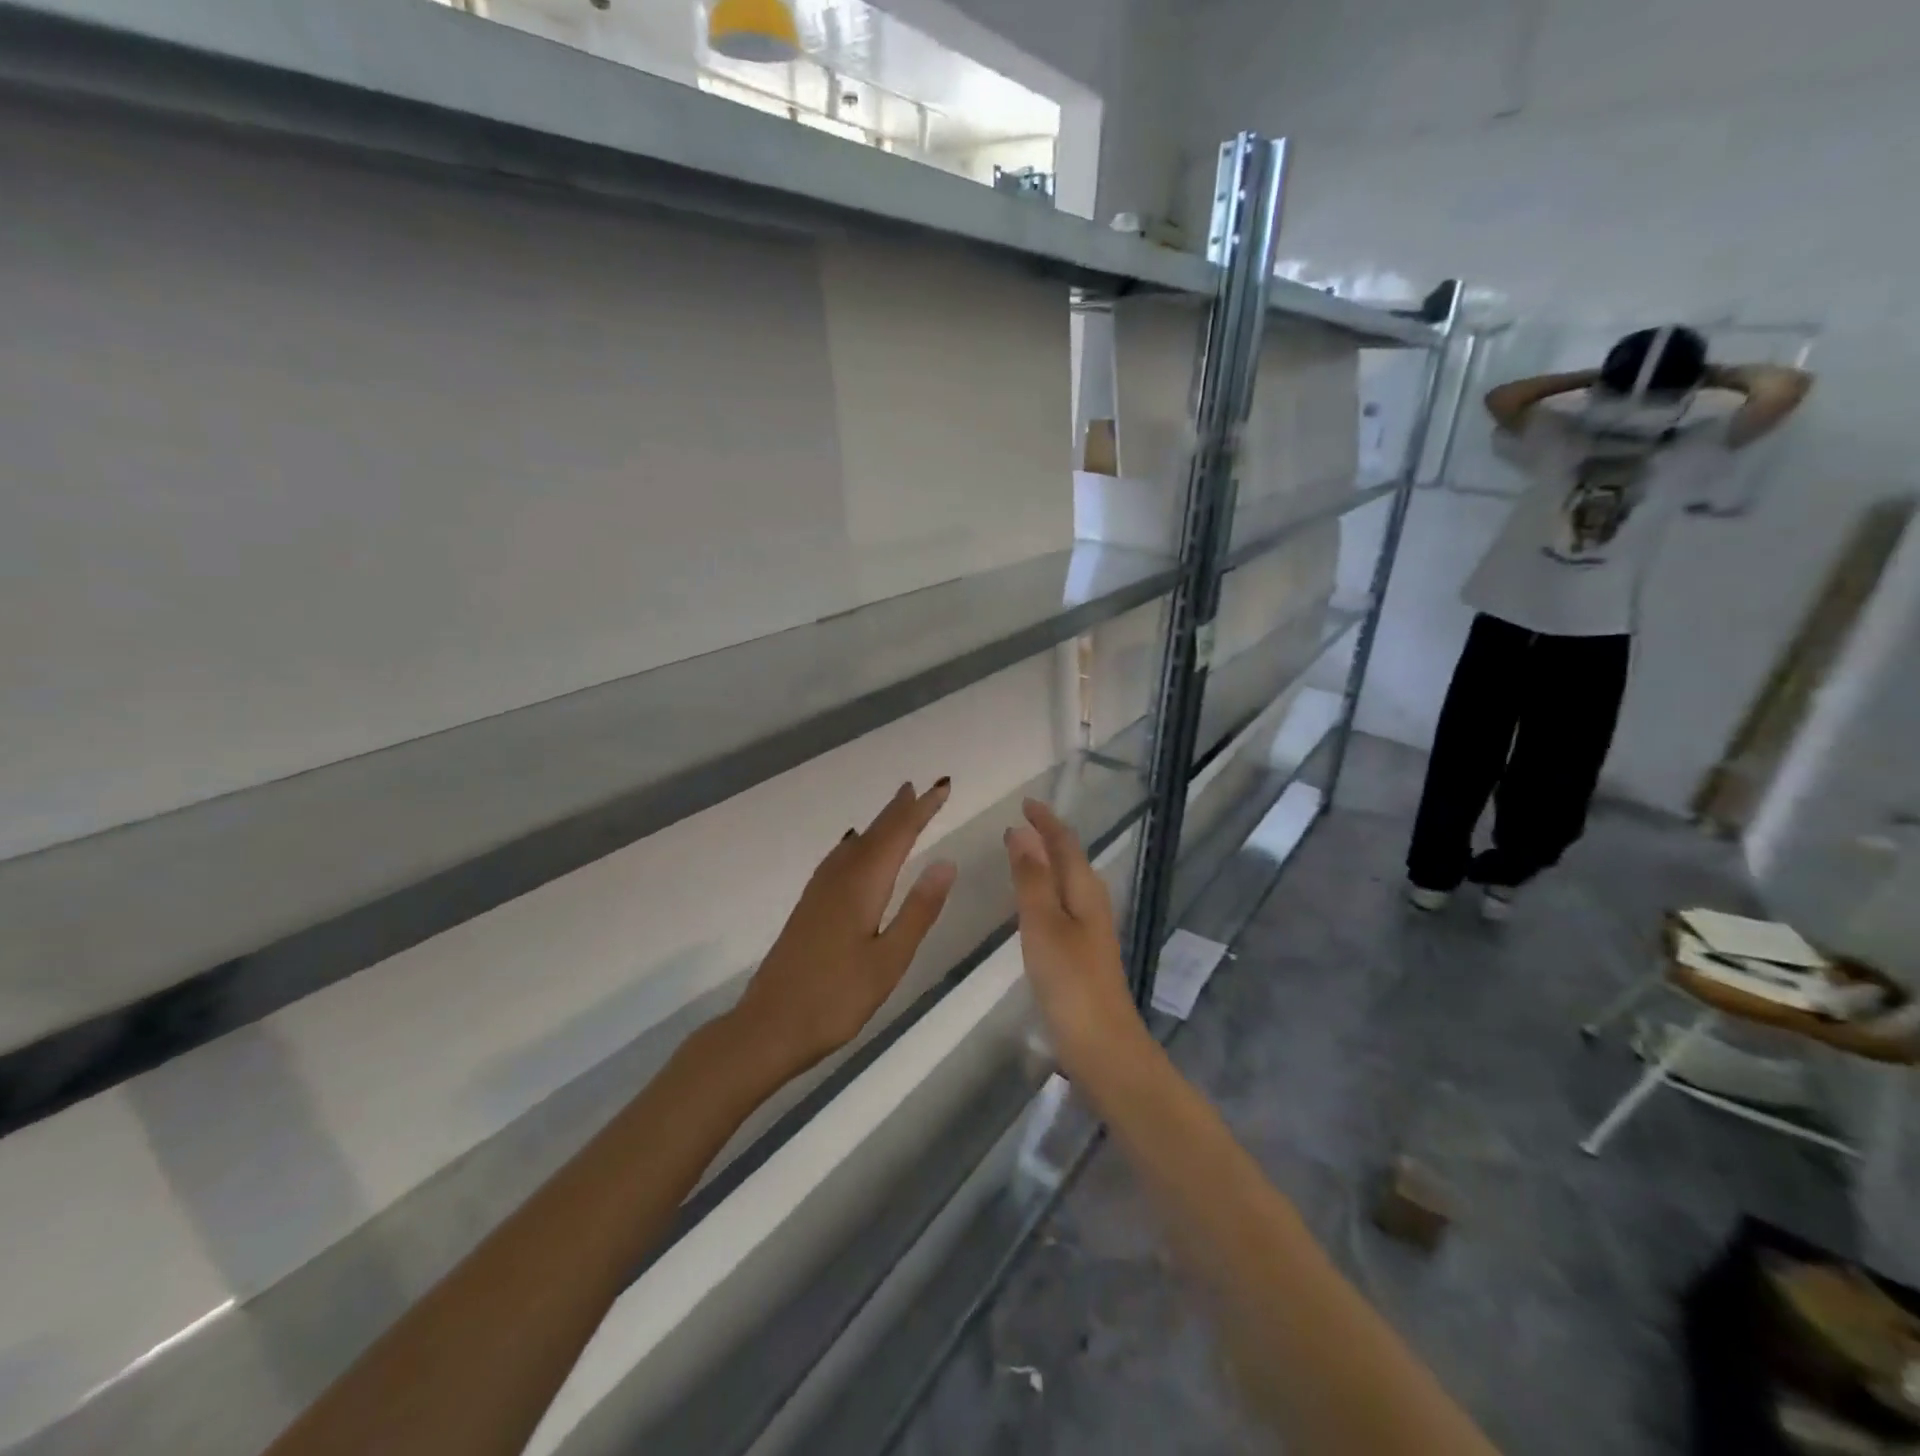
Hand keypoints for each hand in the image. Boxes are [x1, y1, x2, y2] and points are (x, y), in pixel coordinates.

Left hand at [730, 780, 956, 1077]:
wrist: (768, 1026)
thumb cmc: (836, 998)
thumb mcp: (889, 960)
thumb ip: (918, 910)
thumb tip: (946, 861)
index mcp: (863, 886)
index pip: (898, 835)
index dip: (921, 810)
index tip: (942, 787)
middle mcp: (839, 878)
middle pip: (875, 833)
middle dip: (900, 810)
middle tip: (921, 787)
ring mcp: (819, 891)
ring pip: (856, 844)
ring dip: (879, 823)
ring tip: (896, 807)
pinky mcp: (809, 907)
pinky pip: (840, 858)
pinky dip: (857, 843)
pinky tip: (854, 849)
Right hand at [1004, 798, 1145, 1078]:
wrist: (1102, 1045)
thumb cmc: (1069, 980)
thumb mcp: (1043, 924)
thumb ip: (1031, 878)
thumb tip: (1022, 832)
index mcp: (1085, 890)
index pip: (1065, 843)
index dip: (1046, 821)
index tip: (1025, 803)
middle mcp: (1092, 903)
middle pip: (1071, 859)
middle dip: (1049, 837)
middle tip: (1021, 823)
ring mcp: (1091, 930)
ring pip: (1069, 882)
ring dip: (1048, 862)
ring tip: (1024, 852)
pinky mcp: (1084, 952)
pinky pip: (1064, 904)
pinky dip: (1048, 889)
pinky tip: (1036, 904)